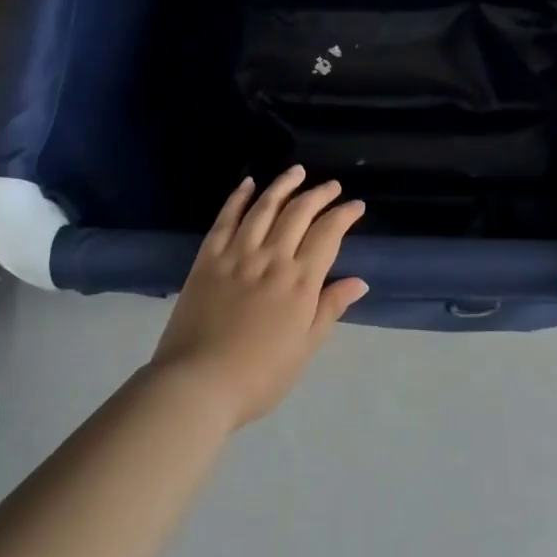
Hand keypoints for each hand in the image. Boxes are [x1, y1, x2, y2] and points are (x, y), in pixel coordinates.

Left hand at [149, 166, 368, 431]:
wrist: (197, 384)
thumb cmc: (259, 376)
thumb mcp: (305, 348)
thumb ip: (330, 309)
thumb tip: (359, 281)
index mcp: (300, 282)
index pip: (328, 234)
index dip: (344, 215)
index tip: (356, 206)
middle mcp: (272, 258)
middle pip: (299, 213)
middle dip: (319, 194)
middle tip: (332, 186)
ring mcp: (238, 254)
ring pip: (265, 207)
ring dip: (283, 185)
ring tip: (297, 171)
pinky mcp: (208, 258)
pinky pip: (226, 218)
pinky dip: (238, 197)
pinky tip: (248, 183)